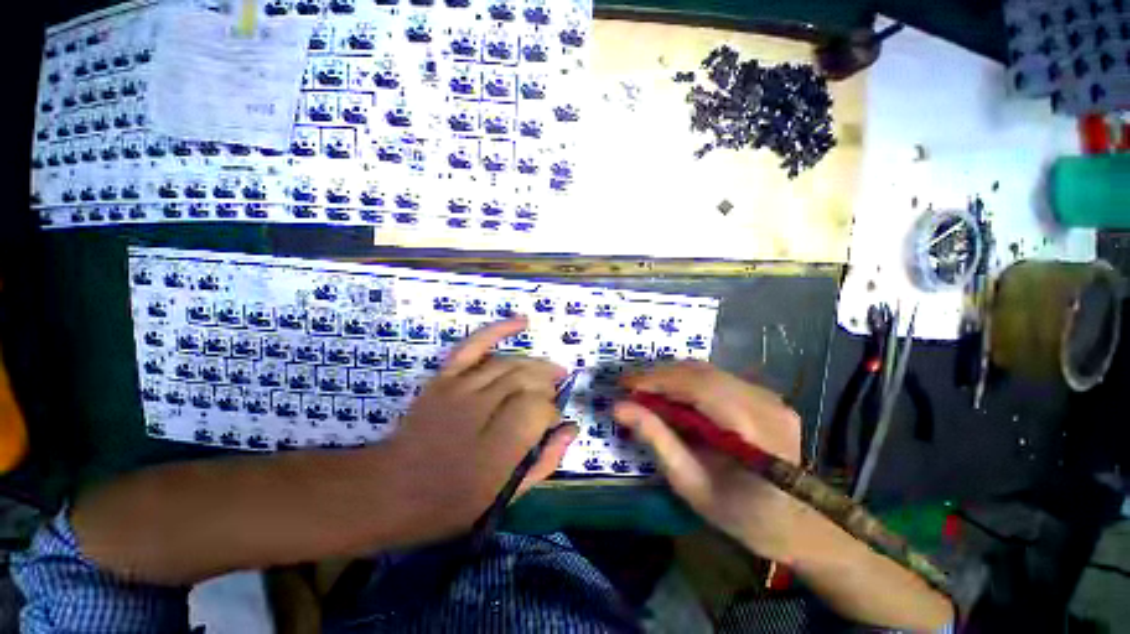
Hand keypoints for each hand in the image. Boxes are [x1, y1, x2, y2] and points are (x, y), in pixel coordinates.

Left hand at [379, 318, 577, 543]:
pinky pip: (475, 344)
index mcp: (494, 450)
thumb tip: (571, 429)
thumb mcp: (504, 496)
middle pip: (527, 381)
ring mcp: (458, 388)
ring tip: (552, 372)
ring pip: (510, 363)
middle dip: (548, 386)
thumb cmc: (451, 501)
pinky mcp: (445, 376)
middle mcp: (477, 411)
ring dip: (536, 365)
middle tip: (554, 396)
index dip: (553, 413)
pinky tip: (522, 322)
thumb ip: (543, 462)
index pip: (538, 410)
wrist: (389, 489)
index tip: (553, 423)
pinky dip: (499, 329)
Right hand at [613, 361, 806, 561]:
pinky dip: (689, 381)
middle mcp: (764, 403)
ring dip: (672, 376)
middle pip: (701, 371)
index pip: (696, 385)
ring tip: (646, 389)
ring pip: (708, 370)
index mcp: (750, 429)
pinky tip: (674, 395)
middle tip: (630, 386)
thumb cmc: (742, 515)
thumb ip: (656, 440)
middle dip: (659, 374)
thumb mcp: (691, 484)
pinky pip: (719, 378)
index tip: (623, 383)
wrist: (801, 527)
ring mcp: (770, 397)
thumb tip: (619, 407)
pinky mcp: (767, 396)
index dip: (656, 379)